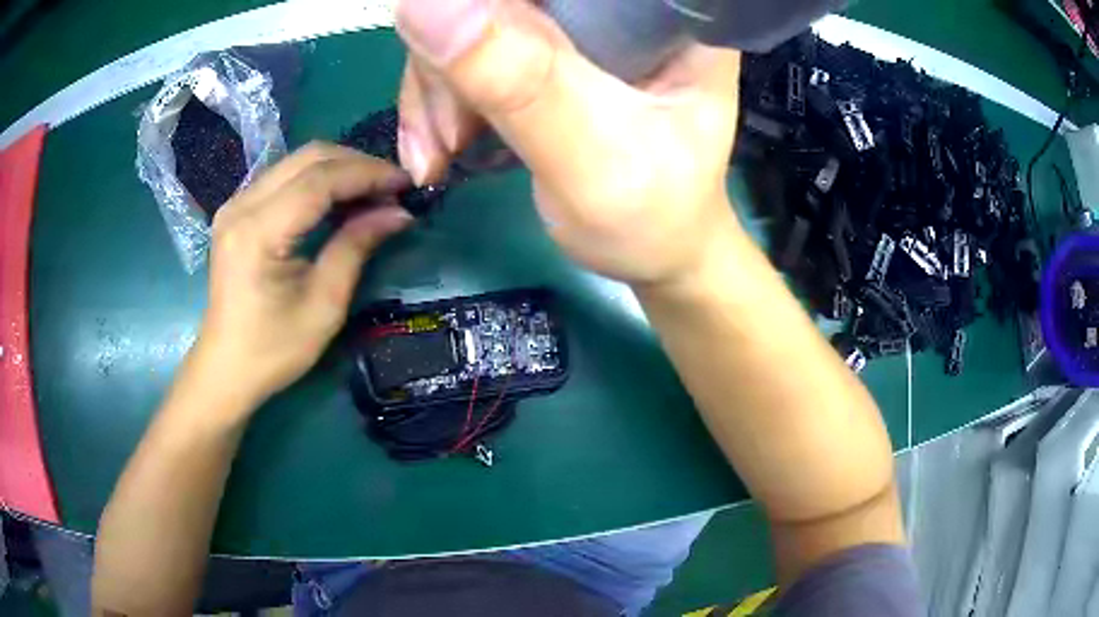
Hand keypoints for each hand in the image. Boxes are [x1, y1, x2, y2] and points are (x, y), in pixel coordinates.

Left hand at [190, 143, 412, 411]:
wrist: (226, 368)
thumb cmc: (273, 349)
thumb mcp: (324, 305)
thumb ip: (356, 247)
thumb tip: (399, 213)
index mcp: (258, 231)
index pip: (320, 179)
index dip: (368, 174)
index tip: (406, 183)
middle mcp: (242, 205)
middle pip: (308, 157)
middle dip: (357, 164)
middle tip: (392, 188)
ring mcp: (236, 203)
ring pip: (297, 161)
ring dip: (340, 169)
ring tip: (373, 192)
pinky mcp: (238, 210)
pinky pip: (285, 177)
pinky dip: (319, 180)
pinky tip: (340, 199)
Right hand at [395, 0, 742, 287]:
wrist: (653, 252)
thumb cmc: (648, 217)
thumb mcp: (589, 158)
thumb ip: (516, 83)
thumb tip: (422, 3)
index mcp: (658, 13)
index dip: (489, 11)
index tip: (456, 73)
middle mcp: (620, 6)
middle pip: (505, 1)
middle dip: (451, 65)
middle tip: (446, 141)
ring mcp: (579, 26)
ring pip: (474, 21)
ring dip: (438, 89)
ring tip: (438, 156)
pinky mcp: (549, 50)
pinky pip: (469, 50)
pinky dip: (441, 98)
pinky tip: (439, 146)